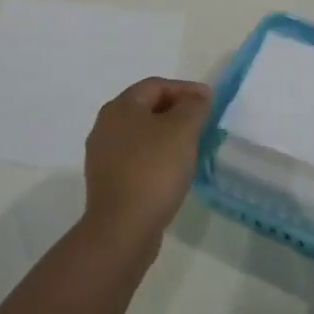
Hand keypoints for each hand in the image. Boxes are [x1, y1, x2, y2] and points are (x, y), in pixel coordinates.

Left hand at [81, 78, 213, 260]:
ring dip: (167, 136)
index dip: (185, 89)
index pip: (156, 85)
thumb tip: (198, 96)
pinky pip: (137, 159)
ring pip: (142, 135)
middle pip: (146, 108)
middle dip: (177, 112)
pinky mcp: (108, 182)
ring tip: (192, 147)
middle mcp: (105, 126)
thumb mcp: (182, 130)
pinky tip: (174, 171)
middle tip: (203, 122)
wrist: (122, 228)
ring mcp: (103, 156)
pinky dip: (157, 157)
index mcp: (120, 108)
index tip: (210, 101)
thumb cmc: (154, 170)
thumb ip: (194, 107)